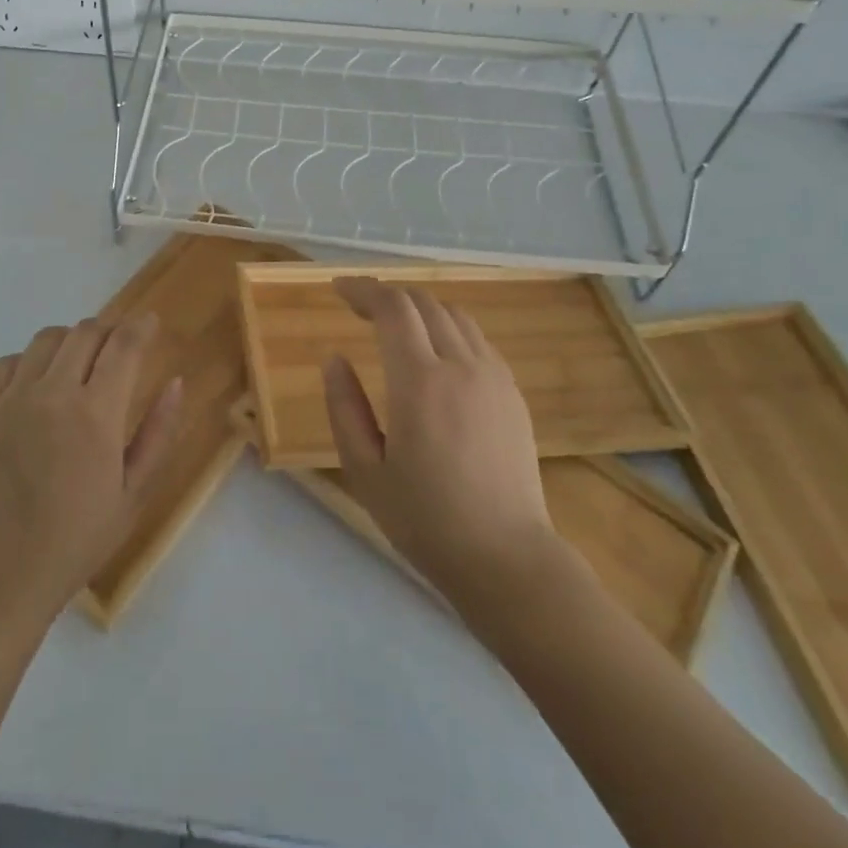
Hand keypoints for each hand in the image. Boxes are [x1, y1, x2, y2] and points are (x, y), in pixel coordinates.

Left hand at [0, 315, 181, 625]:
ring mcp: (11, 399)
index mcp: (96, 415)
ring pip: (45, 339)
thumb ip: (158, 432)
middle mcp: (53, 394)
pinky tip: (36, 386)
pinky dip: (27, 362)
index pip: (124, 345)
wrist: (0, 574)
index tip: (150, 322)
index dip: (141, 326)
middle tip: (116, 348)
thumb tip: (175, 382)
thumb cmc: (77, 540)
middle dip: (108, 331)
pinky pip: (6, 363)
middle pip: (84, 333)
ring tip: (77, 364)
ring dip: (69, 342)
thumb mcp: (133, 493)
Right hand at [323, 278, 563, 609]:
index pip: (392, 308)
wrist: (506, 558)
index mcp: (419, 382)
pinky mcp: (512, 392)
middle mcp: (460, 366)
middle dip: (387, 295)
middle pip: (423, 303)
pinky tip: (434, 351)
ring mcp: (494, 377)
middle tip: (358, 307)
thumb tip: (335, 358)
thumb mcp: (365, 470)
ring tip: (394, 324)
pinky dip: (447, 328)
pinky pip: (476, 339)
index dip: (363, 289)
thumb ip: (344, 407)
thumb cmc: (425, 520)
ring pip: (454, 315)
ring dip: (419, 308)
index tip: (338, 289)